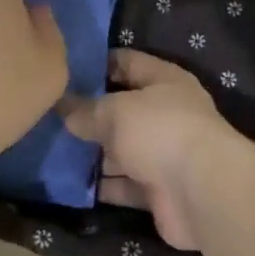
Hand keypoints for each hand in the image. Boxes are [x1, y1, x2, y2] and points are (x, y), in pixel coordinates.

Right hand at [63, 51, 251, 249]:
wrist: (203, 193)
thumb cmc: (160, 132)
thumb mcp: (116, 111)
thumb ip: (87, 109)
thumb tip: (62, 106)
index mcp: (165, 81)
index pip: (128, 62)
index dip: (98, 63)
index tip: (64, 69)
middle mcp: (167, 115)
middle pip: (123, 109)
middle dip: (90, 112)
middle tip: (51, 112)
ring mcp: (165, 154)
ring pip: (122, 149)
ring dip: (94, 152)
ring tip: (53, 147)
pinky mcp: (160, 191)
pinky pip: (124, 184)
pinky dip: (103, 184)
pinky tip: (70, 181)